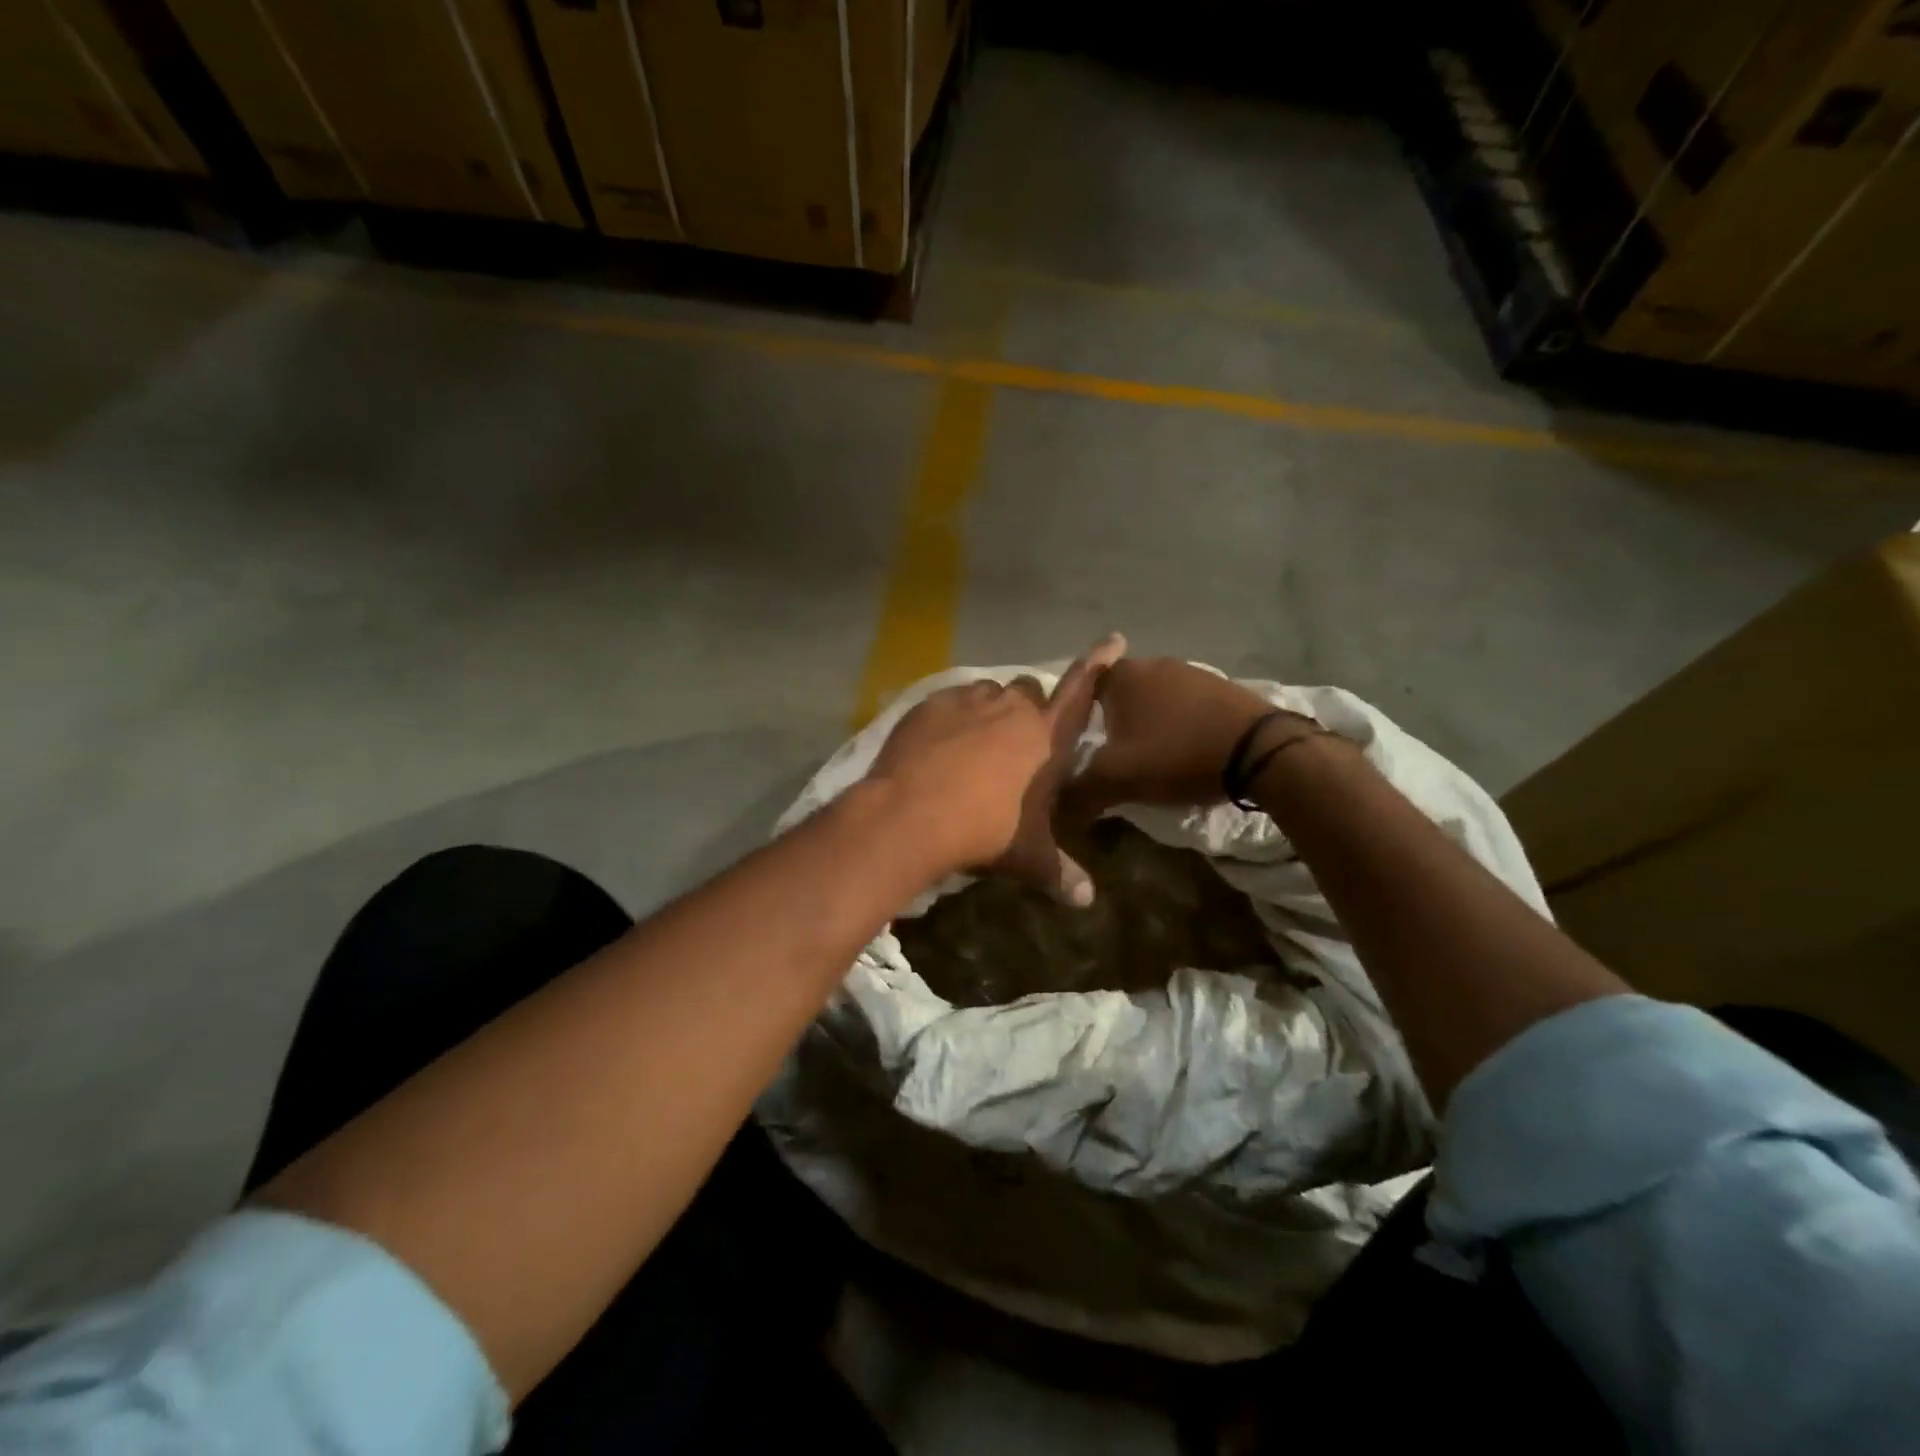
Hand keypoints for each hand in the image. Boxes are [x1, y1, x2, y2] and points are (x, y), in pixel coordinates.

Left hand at [866, 633, 1126, 903]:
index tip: (1114, 639)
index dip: (1099, 664)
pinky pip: (951, 700)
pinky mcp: (930, 704)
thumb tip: (1087, 901)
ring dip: (989, 710)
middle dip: (1028, 709)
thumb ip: (1060, 872)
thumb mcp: (1027, 856)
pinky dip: (953, 715)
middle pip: (1030, 691)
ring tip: (974, 742)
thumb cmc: (982, 832)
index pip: (1081, 692)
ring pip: (988, 692)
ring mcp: (968, 701)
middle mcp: (1011, 708)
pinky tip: (939, 743)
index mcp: (1045, 737)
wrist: (910, 814)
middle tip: (1015, 742)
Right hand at [1066, 658, 1318, 814]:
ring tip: (1151, 756)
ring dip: (1149, 722)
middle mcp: (1154, 664)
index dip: (1078, 715)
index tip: (1081, 742)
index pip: (1083, 687)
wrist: (1260, 751)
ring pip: (1154, 697)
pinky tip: (1185, 749)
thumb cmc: (1177, 755)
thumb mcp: (1118, 779)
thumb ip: (1078, 792)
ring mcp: (1191, 672)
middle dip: (1114, 720)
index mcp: (1123, 677)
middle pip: (1119, 692)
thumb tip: (1054, 809)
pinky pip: (1185, 704)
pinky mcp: (1222, 687)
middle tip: (1113, 754)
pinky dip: (1179, 723)